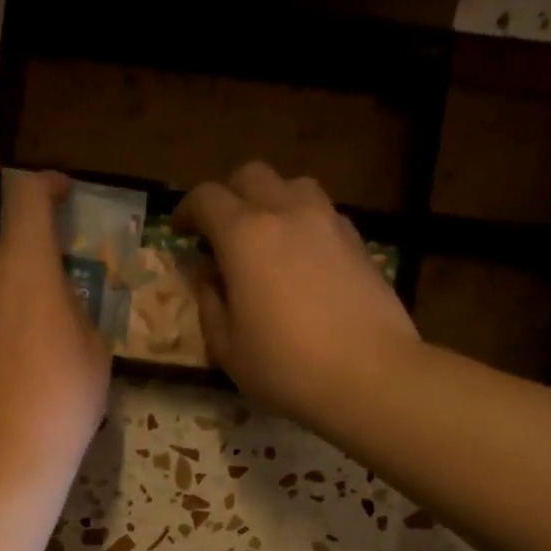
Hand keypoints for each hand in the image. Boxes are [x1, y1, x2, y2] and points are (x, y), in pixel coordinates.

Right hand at [173, 162, 420, 427]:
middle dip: (229, 195)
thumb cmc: (287, 368)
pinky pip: (323, 214)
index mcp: (245, 236)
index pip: (206, 198)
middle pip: (251, 176)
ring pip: (293, 186)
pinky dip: (303, 224)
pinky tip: (303, 261)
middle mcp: (287, 213)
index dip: (186, 210)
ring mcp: (329, 222)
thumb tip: (207, 278)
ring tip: (266, 240)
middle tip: (220, 232)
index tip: (180, 231)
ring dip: (271, 202)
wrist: (370, 375)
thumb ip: (210, 306)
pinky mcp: (359, 242)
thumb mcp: (229, 349)